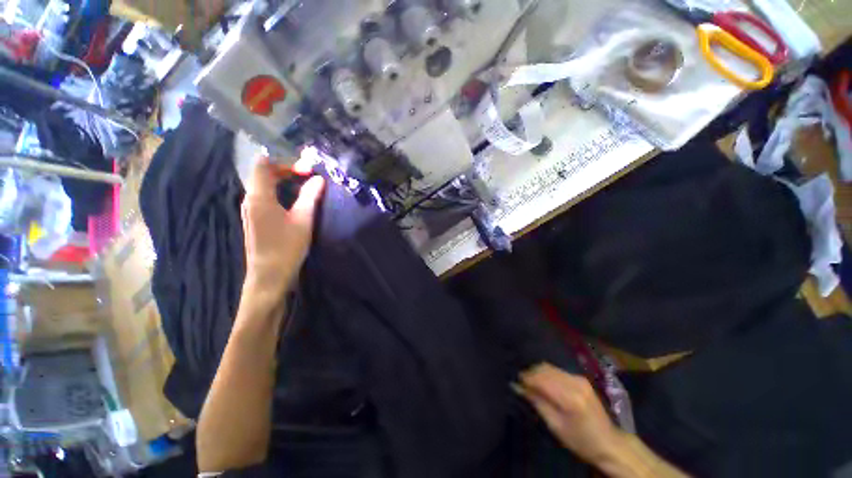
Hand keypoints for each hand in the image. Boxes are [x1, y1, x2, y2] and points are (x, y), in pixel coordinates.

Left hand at [241, 157, 324, 305]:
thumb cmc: (286, 247)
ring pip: (264, 186)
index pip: (263, 165)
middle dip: (286, 170)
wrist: (269, 277)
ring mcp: (250, 211)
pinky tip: (294, 201)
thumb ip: (310, 196)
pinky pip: (265, 197)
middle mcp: (250, 200)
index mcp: (259, 196)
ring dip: (283, 182)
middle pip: (263, 174)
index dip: (285, 162)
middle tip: (309, 176)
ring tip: (305, 186)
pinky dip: (279, 192)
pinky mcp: (255, 220)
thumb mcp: (303, 220)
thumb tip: (319, 179)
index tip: (306, 169)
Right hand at [518, 363, 621, 464]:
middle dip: (530, 373)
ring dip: (538, 372)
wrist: (609, 443)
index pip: (540, 378)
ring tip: (530, 382)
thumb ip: (536, 402)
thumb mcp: (555, 426)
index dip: (525, 378)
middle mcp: (574, 383)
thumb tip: (517, 386)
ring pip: (550, 367)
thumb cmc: (580, 441)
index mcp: (569, 398)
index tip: (515, 381)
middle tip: (521, 382)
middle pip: (544, 369)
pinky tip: (544, 382)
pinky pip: (557, 370)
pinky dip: (547, 373)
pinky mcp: (581, 378)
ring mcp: (579, 378)